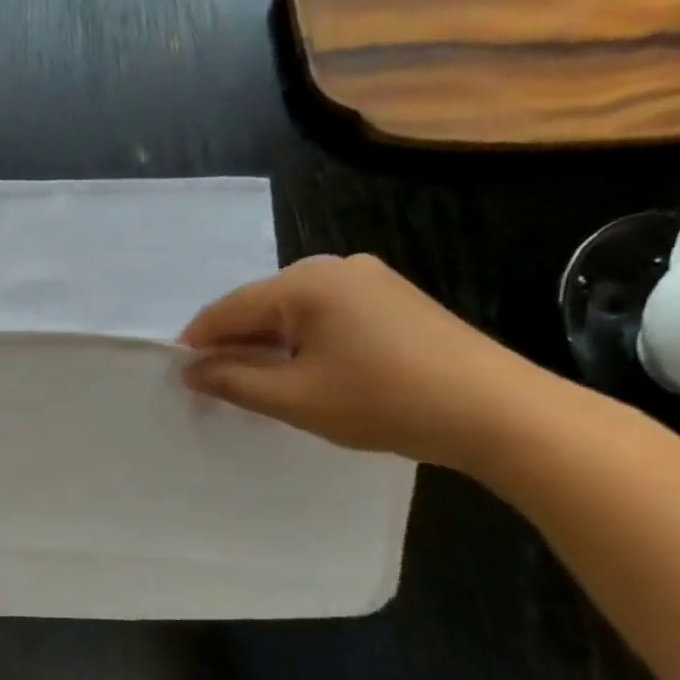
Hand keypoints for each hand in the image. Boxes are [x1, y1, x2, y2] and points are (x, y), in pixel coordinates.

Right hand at [177, 254, 564, 470]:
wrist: (498, 412)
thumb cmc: (382, 400)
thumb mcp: (292, 397)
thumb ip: (231, 380)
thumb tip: (190, 370)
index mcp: (306, 282)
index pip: (227, 309)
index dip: (197, 345)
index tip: (181, 381)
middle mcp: (334, 267)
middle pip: (258, 306)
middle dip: (233, 346)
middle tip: (218, 391)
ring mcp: (368, 280)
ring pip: (290, 313)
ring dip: (266, 348)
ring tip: (258, 388)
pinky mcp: (391, 300)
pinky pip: (323, 317)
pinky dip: (301, 344)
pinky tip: (303, 375)